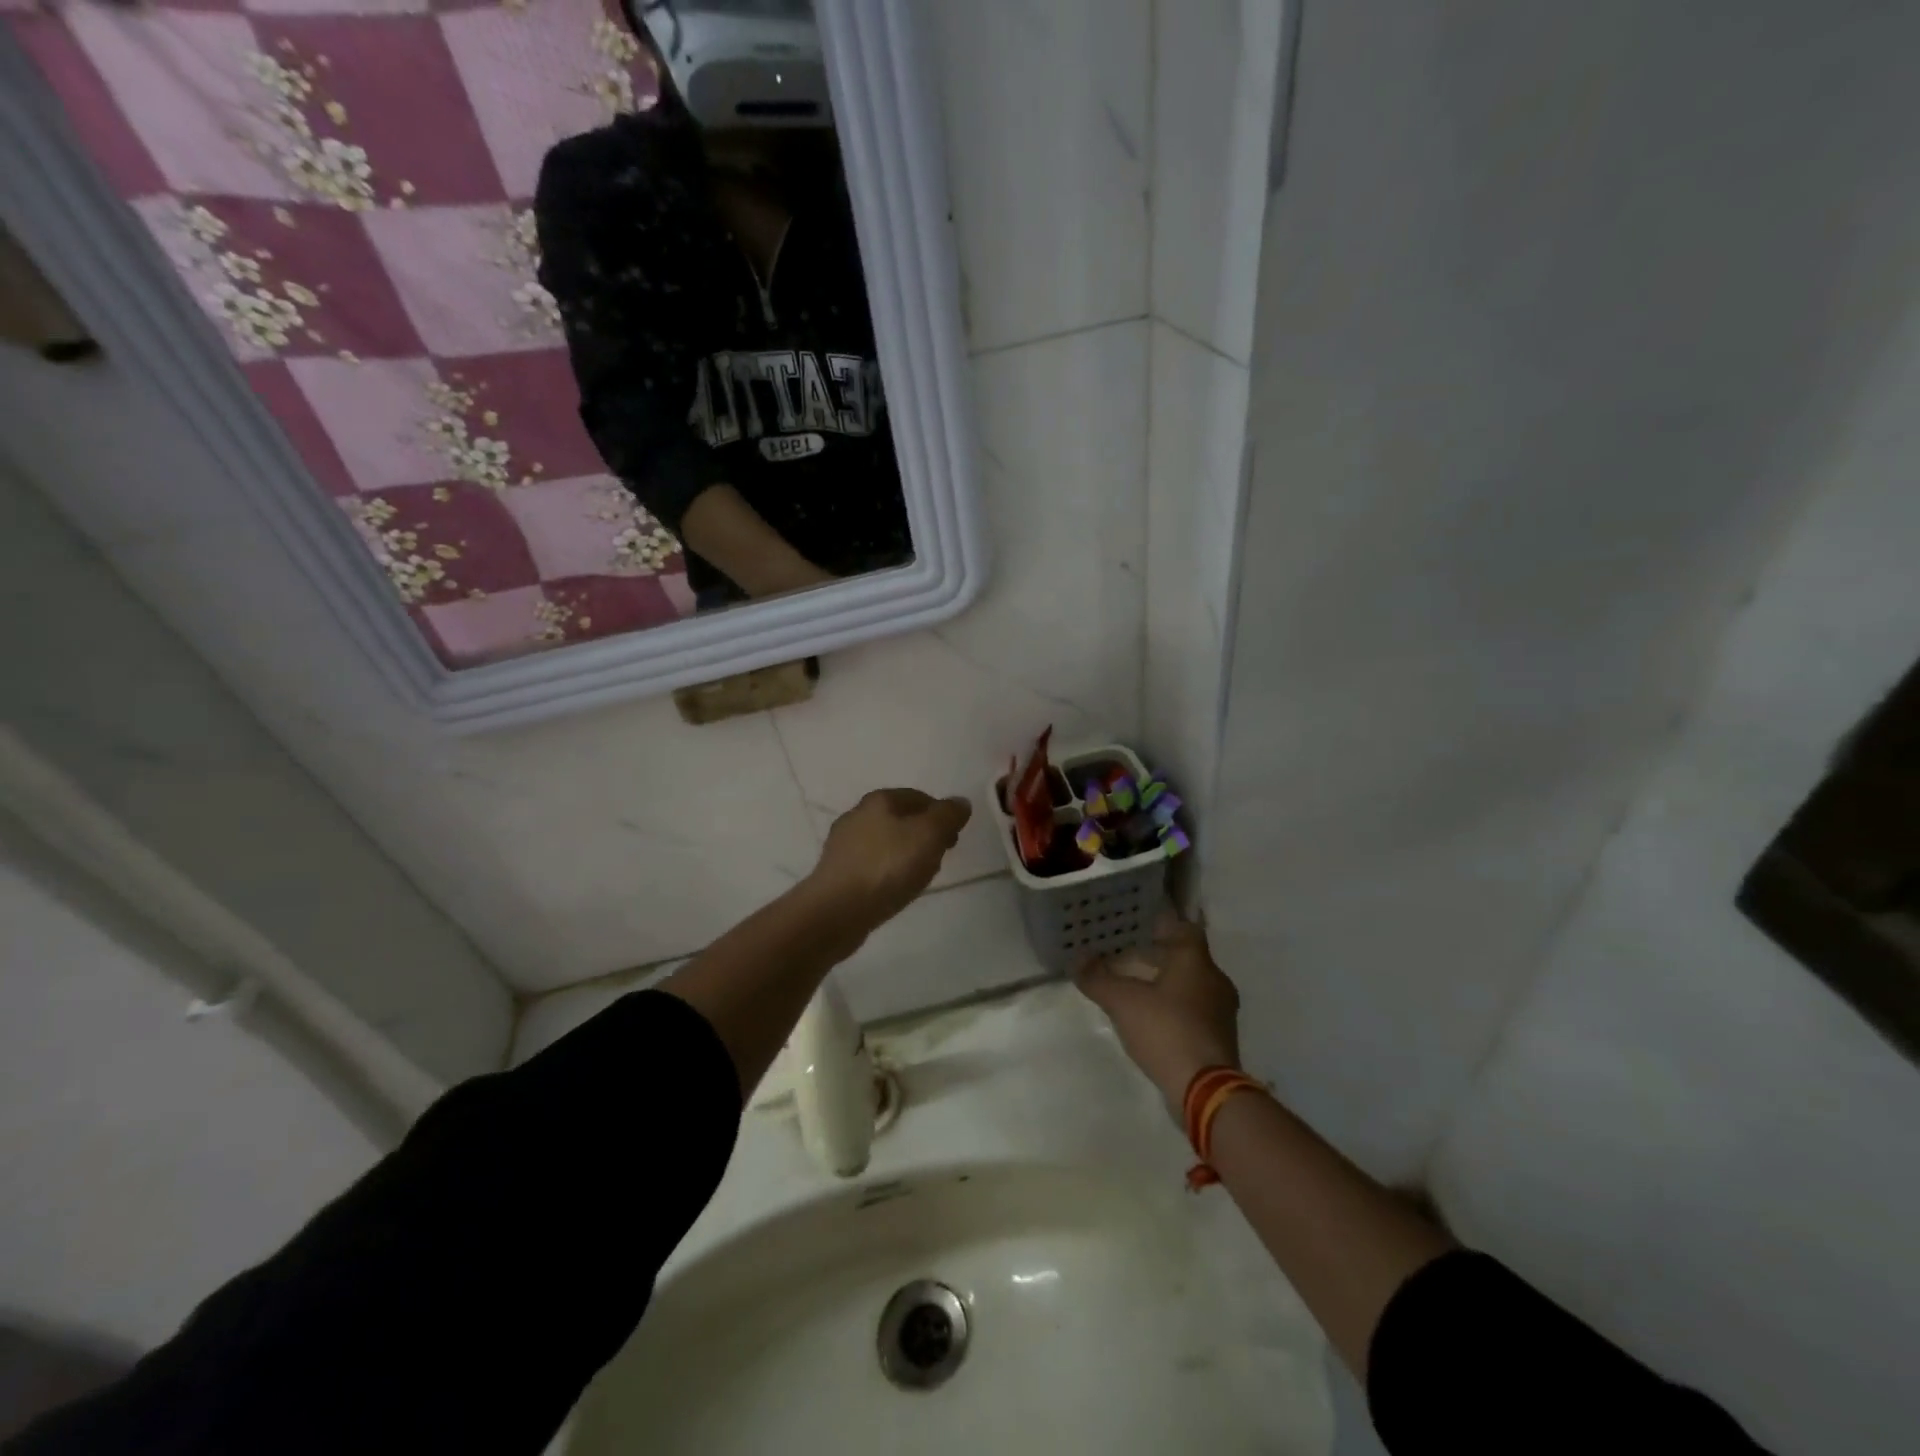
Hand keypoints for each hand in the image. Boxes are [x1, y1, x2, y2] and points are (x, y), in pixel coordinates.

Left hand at [807, 788, 972, 933]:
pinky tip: (894, 890)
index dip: (941, 815)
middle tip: (939, 858)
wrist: (836, 911)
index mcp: (879, 799)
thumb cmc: (887, 867)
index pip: (919, 797)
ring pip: (886, 843)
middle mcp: (857, 814)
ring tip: (918, 878)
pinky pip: (872, 865)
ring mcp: (843, 844)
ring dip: (906, 855)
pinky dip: (887, 872)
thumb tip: (960, 802)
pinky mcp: (836, 872)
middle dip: (924, 836)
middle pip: (901, 819)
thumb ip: (948, 815)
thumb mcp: (929, 835)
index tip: (953, 840)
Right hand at [1074, 911, 1241, 1114]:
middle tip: (1123, 955)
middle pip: (1183, 956)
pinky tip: (1149, 1016)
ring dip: (1163, 982)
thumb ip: (1097, 978)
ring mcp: (1221, 1010)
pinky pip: (1193, 1009)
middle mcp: (1214, 979)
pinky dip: (1172, 1006)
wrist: (1205, 1090)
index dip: (1159, 924)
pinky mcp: (1219, 1036)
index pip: (1182, 927)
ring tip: (1132, 986)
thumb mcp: (1122, 1002)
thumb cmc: (1166, 1030)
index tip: (1135, 926)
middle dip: (1155, 955)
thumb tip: (1077, 959)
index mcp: (1196, 960)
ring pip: (1189, 983)